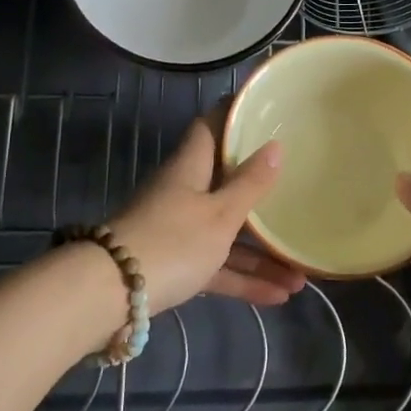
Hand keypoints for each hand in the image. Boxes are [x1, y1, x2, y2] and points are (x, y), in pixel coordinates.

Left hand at [111, 117, 306, 314]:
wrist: (110, 294)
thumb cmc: (174, 240)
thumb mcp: (221, 213)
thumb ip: (250, 183)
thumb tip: (275, 145)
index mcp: (190, 167)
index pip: (211, 127)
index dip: (235, 117)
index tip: (264, 113)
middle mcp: (183, 192)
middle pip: (226, 183)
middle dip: (262, 195)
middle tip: (298, 191)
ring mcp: (178, 230)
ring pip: (226, 234)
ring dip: (261, 254)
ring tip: (301, 275)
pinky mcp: (175, 265)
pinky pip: (216, 265)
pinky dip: (243, 278)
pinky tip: (277, 297)